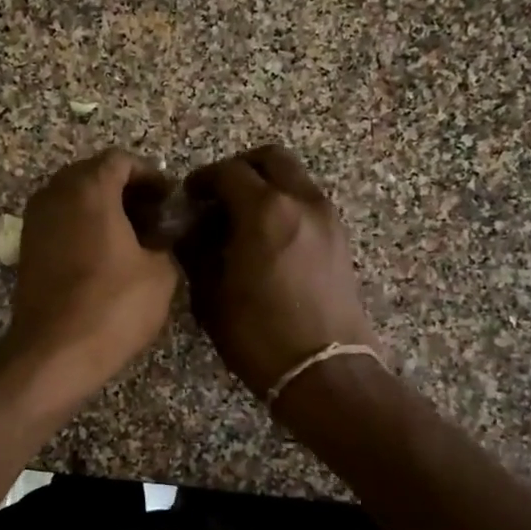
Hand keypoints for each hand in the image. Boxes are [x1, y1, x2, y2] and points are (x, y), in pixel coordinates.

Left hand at [0, 150, 178, 403]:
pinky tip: (105, 259)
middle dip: (125, 191)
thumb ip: (166, 243)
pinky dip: (83, 229)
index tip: (169, 199)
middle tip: (153, 218)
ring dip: (103, 210)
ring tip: (132, 240)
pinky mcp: (27, 250)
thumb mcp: (161, 274)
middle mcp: (55, 195)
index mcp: (89, 188)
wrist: (54, 352)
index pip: (120, 160)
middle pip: (93, 175)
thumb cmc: (112, 306)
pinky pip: (60, 223)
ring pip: (73, 199)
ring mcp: (35, 222)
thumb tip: (159, 238)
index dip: (150, 175)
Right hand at [177, 145, 377, 398]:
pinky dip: (286, 205)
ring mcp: (328, 219)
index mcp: (266, 210)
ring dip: (267, 187)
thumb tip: (194, 232)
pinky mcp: (341, 239)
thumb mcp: (212, 295)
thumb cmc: (259, 335)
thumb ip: (199, 252)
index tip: (189, 197)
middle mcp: (302, 201)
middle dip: (240, 169)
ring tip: (242, 220)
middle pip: (271, 159)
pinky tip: (268, 239)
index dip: (203, 180)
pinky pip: (308, 203)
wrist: (324, 370)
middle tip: (218, 196)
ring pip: (295, 178)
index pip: (228, 172)